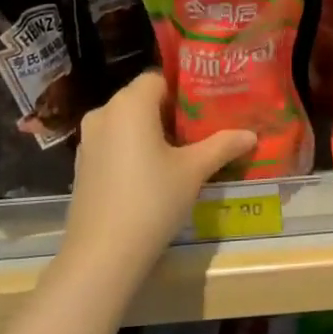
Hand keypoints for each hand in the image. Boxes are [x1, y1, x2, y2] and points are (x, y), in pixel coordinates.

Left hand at [56, 71, 255, 291]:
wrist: (102, 254)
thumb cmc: (152, 200)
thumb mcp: (194, 171)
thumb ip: (222, 146)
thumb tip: (251, 135)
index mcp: (130, 104)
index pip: (159, 78)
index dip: (184, 91)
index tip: (207, 109)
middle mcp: (104, 112)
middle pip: (142, 99)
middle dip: (171, 112)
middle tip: (201, 130)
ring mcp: (88, 140)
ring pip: (126, 123)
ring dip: (151, 132)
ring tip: (181, 153)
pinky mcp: (82, 165)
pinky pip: (113, 143)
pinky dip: (132, 149)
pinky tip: (153, 174)